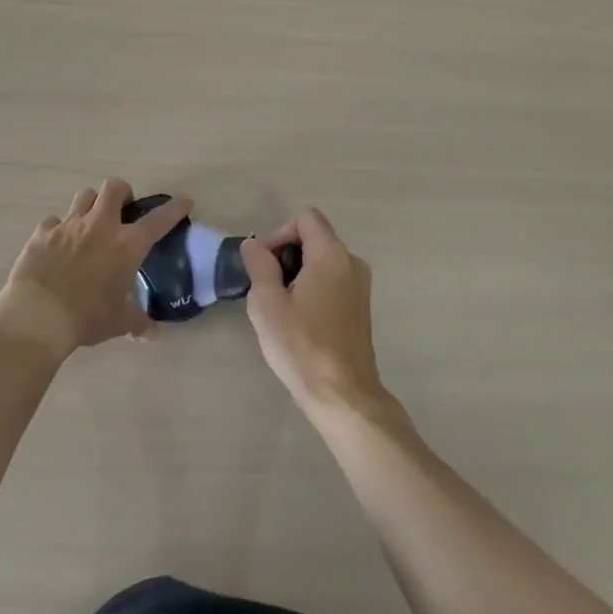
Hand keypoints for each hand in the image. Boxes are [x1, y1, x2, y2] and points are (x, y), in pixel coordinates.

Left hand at [0, 179, 192, 358]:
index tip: (184, 202)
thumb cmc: (87, 317)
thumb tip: (152, 334)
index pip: (159, 220)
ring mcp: (69, 225)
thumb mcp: (118, 322)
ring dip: (92, 204)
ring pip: (84, 196)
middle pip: (115, 188)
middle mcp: (100, 225)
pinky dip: (59, 228)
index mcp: (127, 244)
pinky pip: (54, 220)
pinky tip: (58, 244)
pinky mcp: (43, 232)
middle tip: (123, 210)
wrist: (38, 315)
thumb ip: (137, 322)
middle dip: (123, 193)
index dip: (174, 209)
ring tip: (91, 222)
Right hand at [240, 208, 385, 416]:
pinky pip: (331, 280)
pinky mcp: (359, 306)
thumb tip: (253, 244)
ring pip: (321, 261)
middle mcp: (351, 262)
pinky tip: (298, 320)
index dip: (278, 233)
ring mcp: (360, 285)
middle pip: (313, 237)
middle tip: (265, 287)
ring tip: (278, 307)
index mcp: (331, 254)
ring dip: (296, 273)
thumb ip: (259, 265)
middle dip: (284, 254)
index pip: (304, 218)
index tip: (263, 265)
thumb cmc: (302, 346)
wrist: (343, 395)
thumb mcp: (267, 303)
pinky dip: (311, 288)